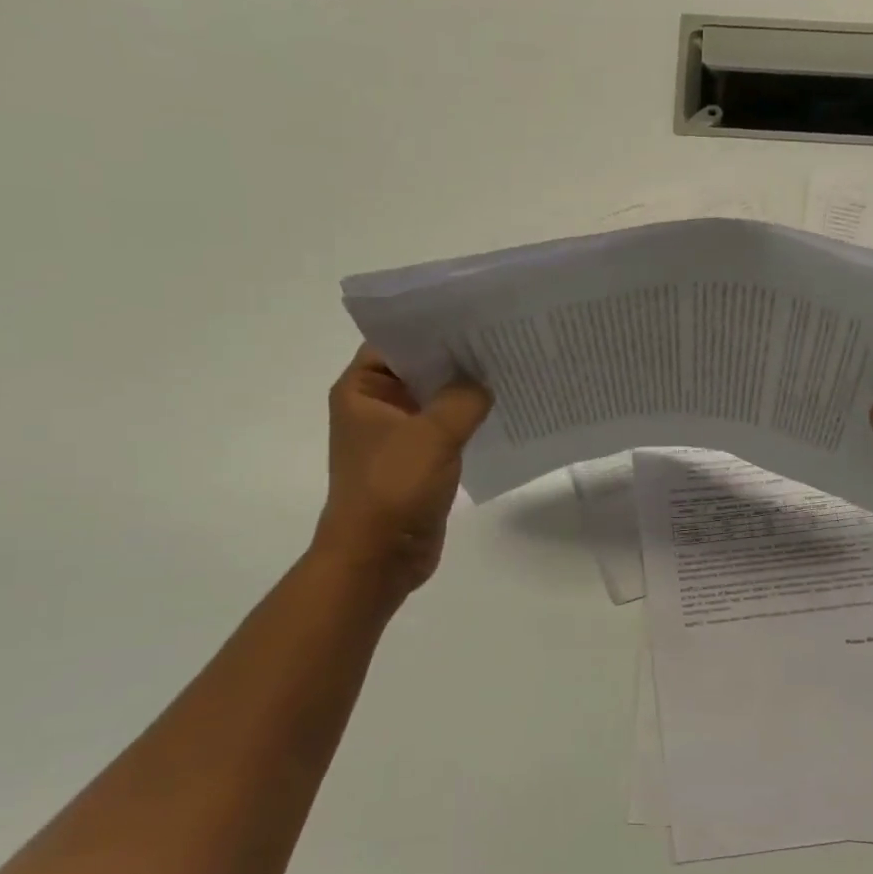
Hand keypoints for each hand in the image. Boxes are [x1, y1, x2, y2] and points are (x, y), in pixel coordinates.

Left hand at [313, 347, 492, 599]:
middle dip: (458, 357)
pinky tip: (502, 409)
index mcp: (363, 390)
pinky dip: (469, 420)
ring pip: (437, 400)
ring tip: (510, 367)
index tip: (475, 314)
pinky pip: (446, 429)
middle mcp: (377, 406)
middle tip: (503, 337)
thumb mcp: (431, 435)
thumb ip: (463, 399)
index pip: (397, 340)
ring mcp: (398, 435)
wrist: (378, 558)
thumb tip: (484, 381)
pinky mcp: (418, 461)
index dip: (433, 325)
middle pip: (420, 368)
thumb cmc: (392, 488)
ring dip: (466, 391)